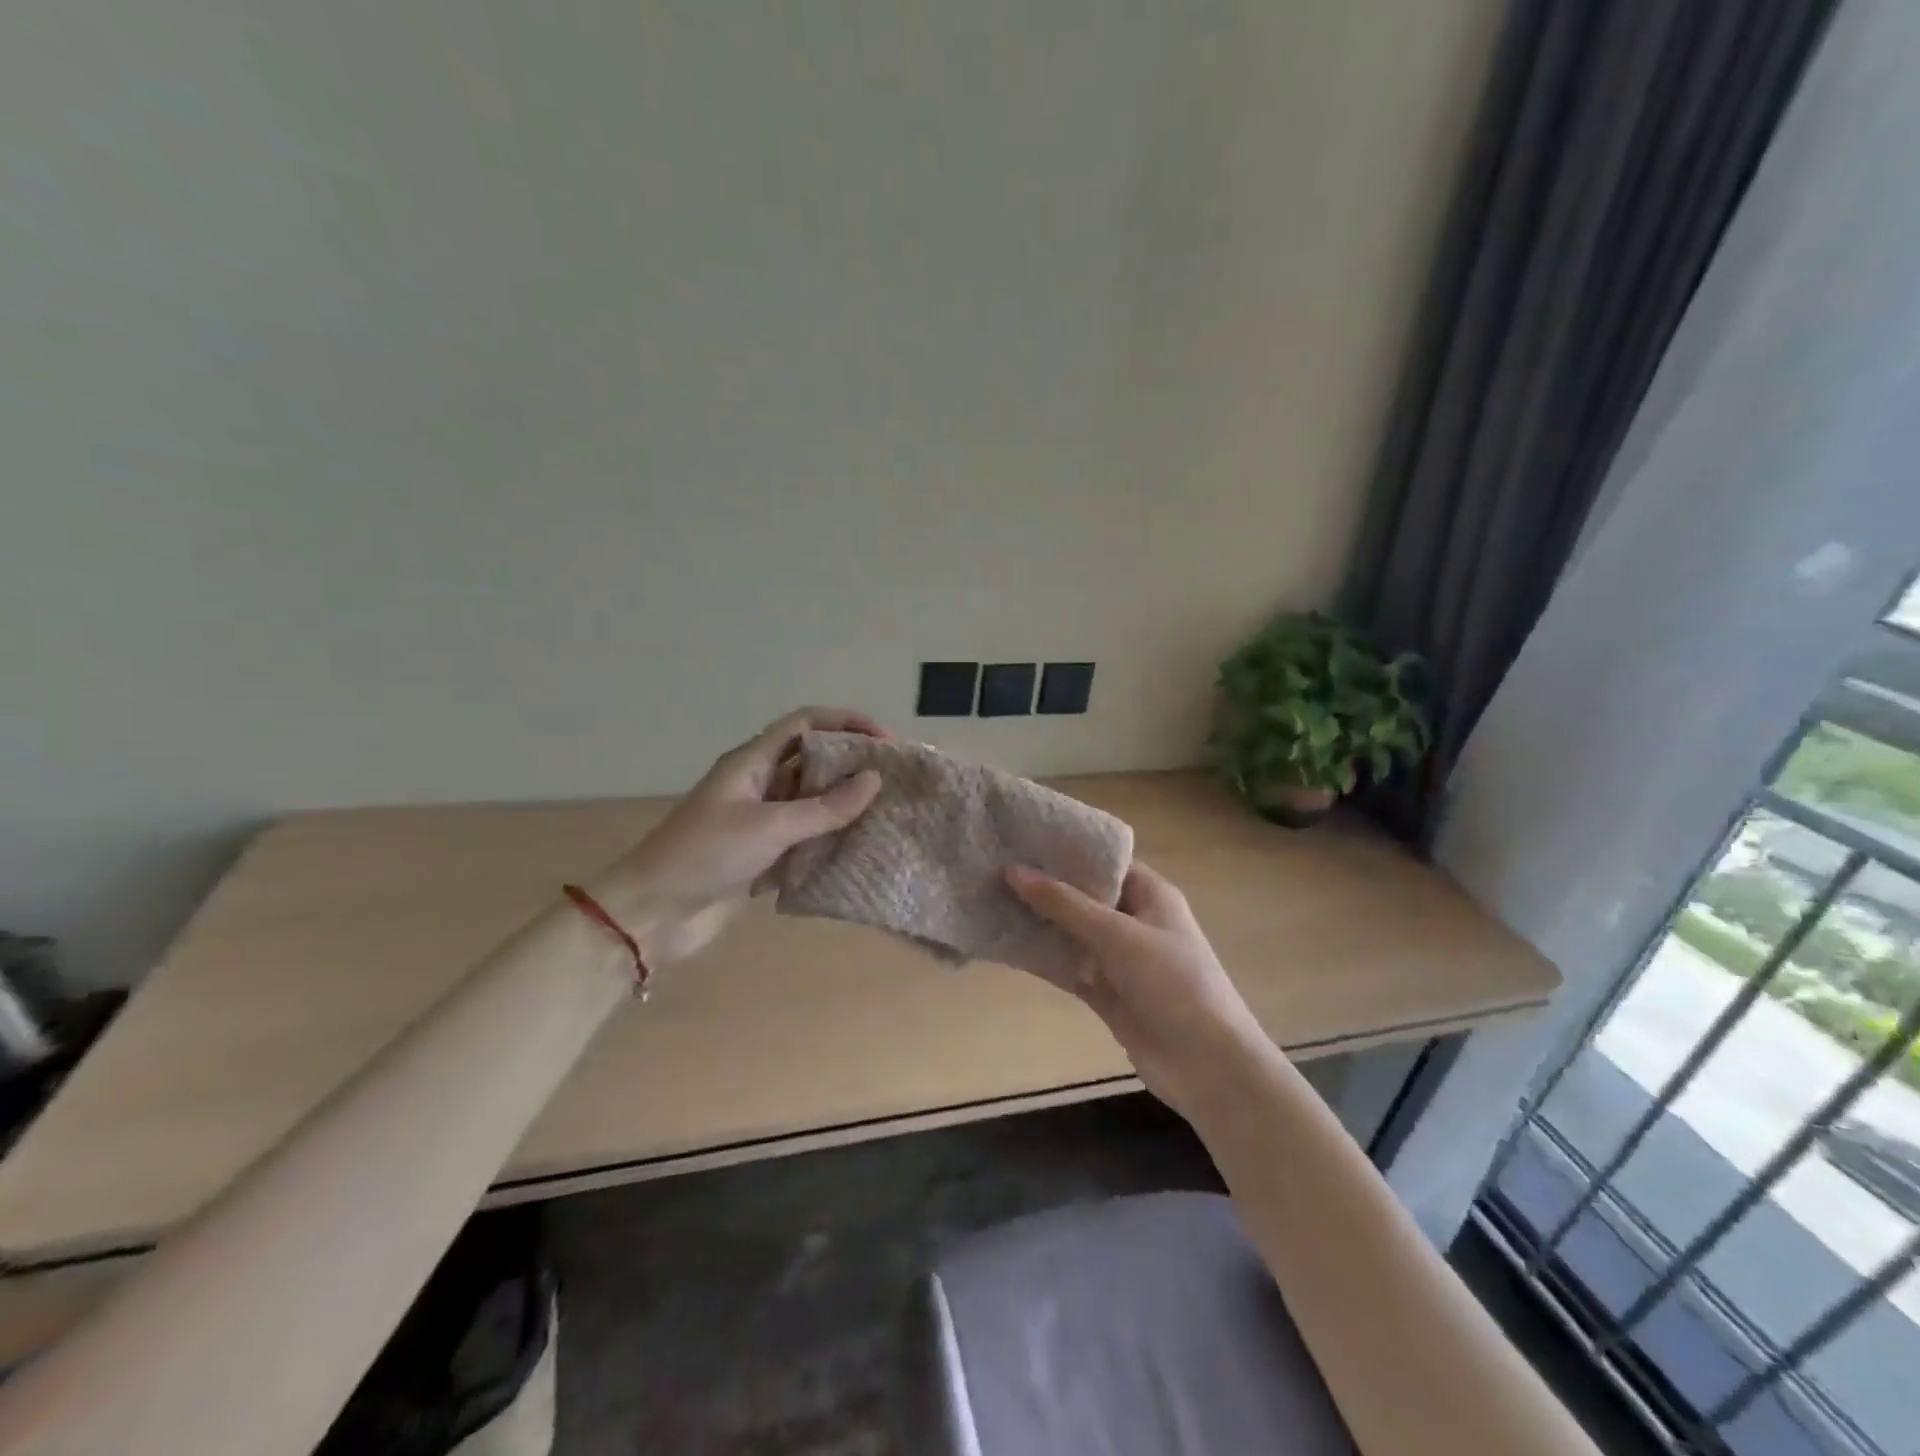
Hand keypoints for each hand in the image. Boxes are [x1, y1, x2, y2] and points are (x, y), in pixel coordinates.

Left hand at [593, 707, 885, 964]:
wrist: (652, 913)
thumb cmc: (705, 855)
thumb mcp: (768, 826)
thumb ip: (823, 807)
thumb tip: (874, 780)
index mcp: (751, 762)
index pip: (804, 724)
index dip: (844, 722)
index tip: (884, 739)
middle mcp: (757, 784)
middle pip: (811, 759)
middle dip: (850, 763)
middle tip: (893, 777)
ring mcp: (759, 819)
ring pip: (810, 799)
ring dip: (843, 802)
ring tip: (886, 810)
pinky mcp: (762, 853)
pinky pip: (805, 835)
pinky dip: (830, 836)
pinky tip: (859, 845)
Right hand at [1006, 861, 1265, 1115]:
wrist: (1208, 1066)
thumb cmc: (1172, 982)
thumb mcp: (1117, 934)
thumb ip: (1064, 904)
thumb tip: (1013, 870)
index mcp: (1150, 895)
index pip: (1105, 861)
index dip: (1067, 850)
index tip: (1023, 838)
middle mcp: (1134, 921)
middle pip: (1084, 896)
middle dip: (1045, 885)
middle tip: (994, 867)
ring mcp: (1119, 960)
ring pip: (1072, 933)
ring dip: (1039, 922)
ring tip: (990, 900)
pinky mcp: (1106, 993)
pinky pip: (1069, 968)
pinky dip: (1043, 959)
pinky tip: (1007, 946)